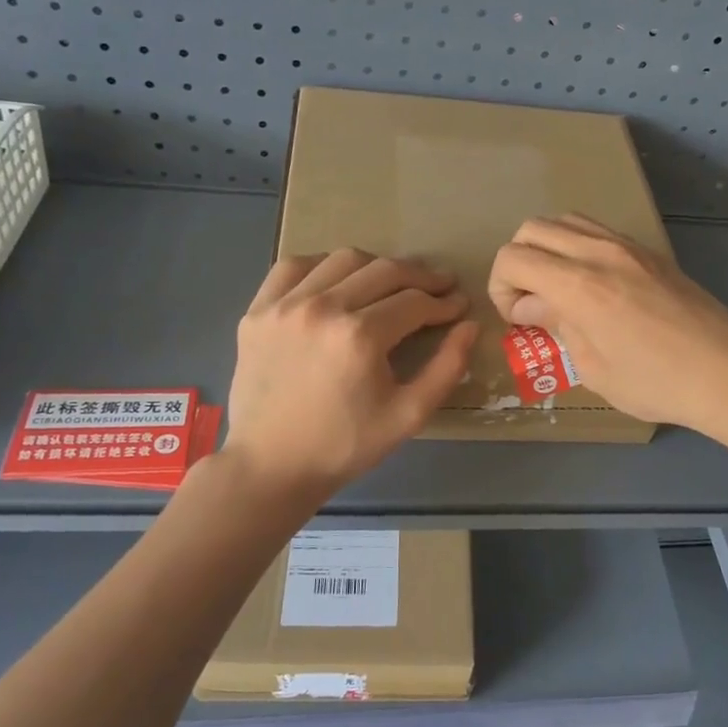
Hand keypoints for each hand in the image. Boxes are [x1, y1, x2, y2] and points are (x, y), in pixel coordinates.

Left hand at [221, 249, 477, 496]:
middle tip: (439, 287)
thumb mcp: (409, 415)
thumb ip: (447, 368)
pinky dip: (322, 266)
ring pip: (342, 260)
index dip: (443, 302)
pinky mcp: (258, 311)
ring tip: (392, 284)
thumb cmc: (345, 446)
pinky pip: (293, 268)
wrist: (271, 466)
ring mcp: (284, 305)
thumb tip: (469, 325)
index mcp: (360, 336)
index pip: (414, 302)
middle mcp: (321, 308)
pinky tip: (337, 282)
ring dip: (376, 267)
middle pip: (383, 271)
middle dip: (420, 277)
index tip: (458, 305)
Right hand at [488, 215, 727, 441]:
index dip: (501, 287)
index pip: (514, 258)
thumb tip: (528, 306)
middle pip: (532, 228)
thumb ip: (556, 326)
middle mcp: (600, 252)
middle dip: (518, 263)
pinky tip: (592, 285)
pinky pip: (597, 230)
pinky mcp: (649, 251)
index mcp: (580, 286)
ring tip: (558, 290)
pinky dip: (576, 247)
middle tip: (532, 303)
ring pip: (565, 220)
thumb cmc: (657, 383)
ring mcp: (629, 246)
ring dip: (547, 249)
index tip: (517, 319)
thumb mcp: (593, 368)